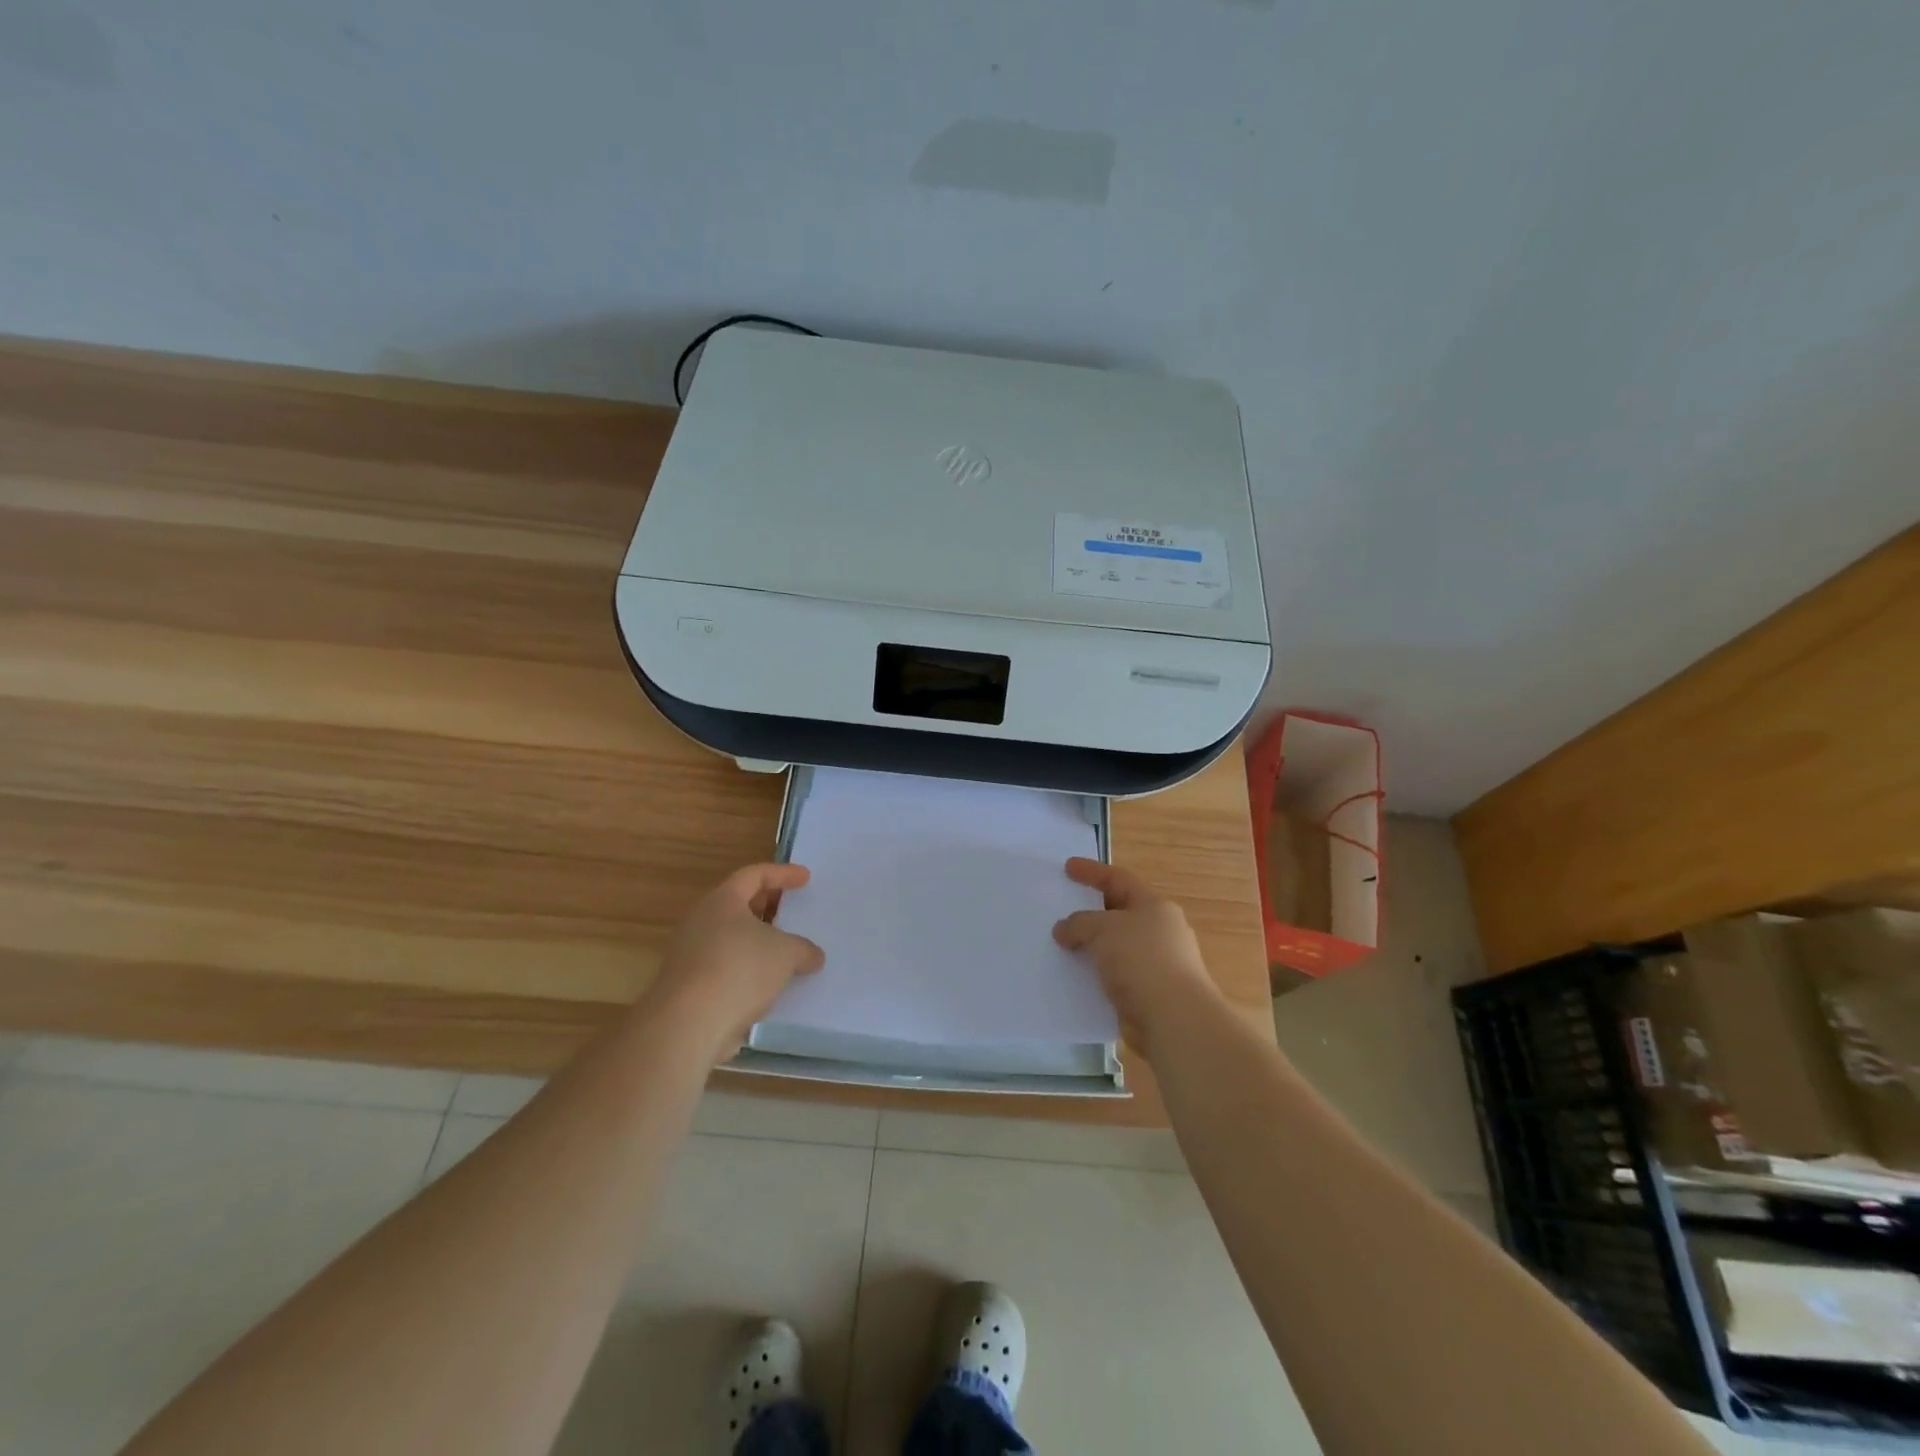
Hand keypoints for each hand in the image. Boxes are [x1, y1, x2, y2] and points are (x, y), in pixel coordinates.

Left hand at [642, 863, 824, 1063]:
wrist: (688, 1025)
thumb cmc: (739, 970)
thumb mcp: (786, 954)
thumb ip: (804, 949)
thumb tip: (812, 956)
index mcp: (722, 901)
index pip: (754, 875)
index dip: (782, 874)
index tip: (806, 878)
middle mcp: (701, 921)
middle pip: (739, 905)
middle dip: (768, 907)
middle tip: (793, 911)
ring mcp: (690, 955)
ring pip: (731, 939)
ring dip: (758, 943)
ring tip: (786, 953)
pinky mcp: (689, 987)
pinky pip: (726, 968)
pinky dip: (748, 971)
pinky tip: (769, 986)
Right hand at [1052, 858, 1219, 1053]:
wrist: (1174, 1020)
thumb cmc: (1142, 961)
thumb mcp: (1103, 930)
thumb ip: (1079, 923)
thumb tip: (1064, 930)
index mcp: (1155, 906)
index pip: (1119, 879)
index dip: (1092, 871)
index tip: (1067, 867)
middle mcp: (1160, 931)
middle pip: (1119, 912)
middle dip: (1091, 911)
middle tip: (1062, 909)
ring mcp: (1157, 964)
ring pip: (1116, 946)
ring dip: (1092, 946)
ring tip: (1062, 946)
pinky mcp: (1150, 994)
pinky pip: (1116, 975)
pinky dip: (1097, 973)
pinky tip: (1076, 977)